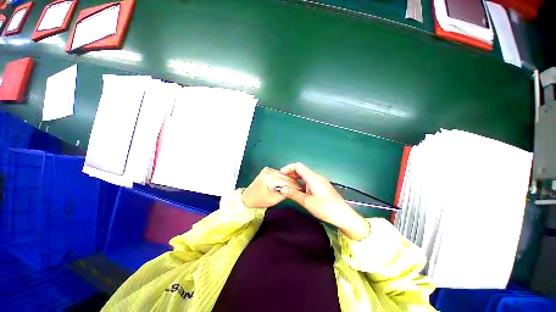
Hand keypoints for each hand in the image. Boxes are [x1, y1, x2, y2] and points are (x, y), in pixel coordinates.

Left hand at [242, 167, 301, 208]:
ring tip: (296, 186)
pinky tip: (288, 183)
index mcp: (269, 178)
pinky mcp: (268, 170)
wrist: (248, 197)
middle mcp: (269, 171)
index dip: (295, 186)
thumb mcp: (274, 200)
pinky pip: (279, 174)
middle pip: (285, 176)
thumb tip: (294, 190)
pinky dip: (284, 178)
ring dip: (290, 180)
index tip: (303, 190)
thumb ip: (285, 193)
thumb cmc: (260, 200)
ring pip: (283, 174)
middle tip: (301, 189)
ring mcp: (268, 169)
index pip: (286, 181)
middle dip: (294, 182)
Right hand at [279, 163, 369, 239]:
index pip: (298, 166)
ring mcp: (320, 181)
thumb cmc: (325, 208)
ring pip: (305, 176)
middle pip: (301, 170)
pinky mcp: (322, 187)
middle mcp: (316, 177)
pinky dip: (302, 183)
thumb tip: (281, 188)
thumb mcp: (307, 202)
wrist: (344, 216)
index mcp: (312, 177)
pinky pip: (309, 181)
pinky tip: (299, 190)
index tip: (281, 174)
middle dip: (291, 173)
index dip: (288, 168)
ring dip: (296, 178)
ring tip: (288, 185)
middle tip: (283, 181)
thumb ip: (293, 194)